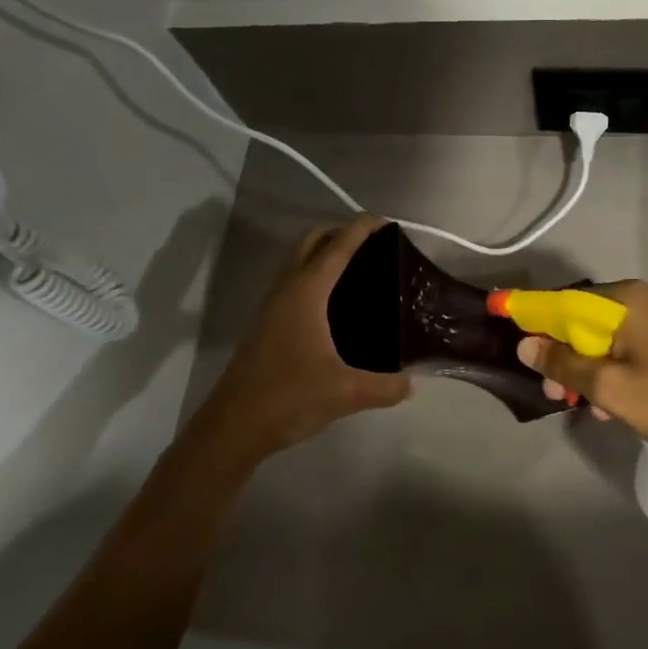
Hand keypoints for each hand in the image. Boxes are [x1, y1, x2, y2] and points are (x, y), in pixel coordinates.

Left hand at [188, 216, 411, 461]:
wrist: (233, 426)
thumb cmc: (288, 397)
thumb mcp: (346, 393)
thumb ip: (385, 386)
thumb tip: (413, 383)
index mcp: (306, 293)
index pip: (337, 246)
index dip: (361, 228)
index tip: (387, 222)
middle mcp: (286, 290)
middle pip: (311, 241)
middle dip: (340, 232)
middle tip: (373, 245)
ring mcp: (271, 306)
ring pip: (297, 261)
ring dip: (323, 252)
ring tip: (358, 268)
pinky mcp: (266, 324)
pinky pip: (292, 282)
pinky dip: (314, 275)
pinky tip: (334, 304)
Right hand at [516, 281, 647, 476]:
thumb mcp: (610, 388)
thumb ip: (563, 365)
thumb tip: (525, 345)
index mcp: (628, 300)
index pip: (565, 300)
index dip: (532, 312)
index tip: (502, 316)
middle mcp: (646, 297)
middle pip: (587, 319)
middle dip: (565, 355)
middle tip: (552, 392)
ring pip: (609, 336)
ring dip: (589, 367)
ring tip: (581, 404)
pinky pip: (632, 344)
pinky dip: (615, 367)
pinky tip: (611, 401)